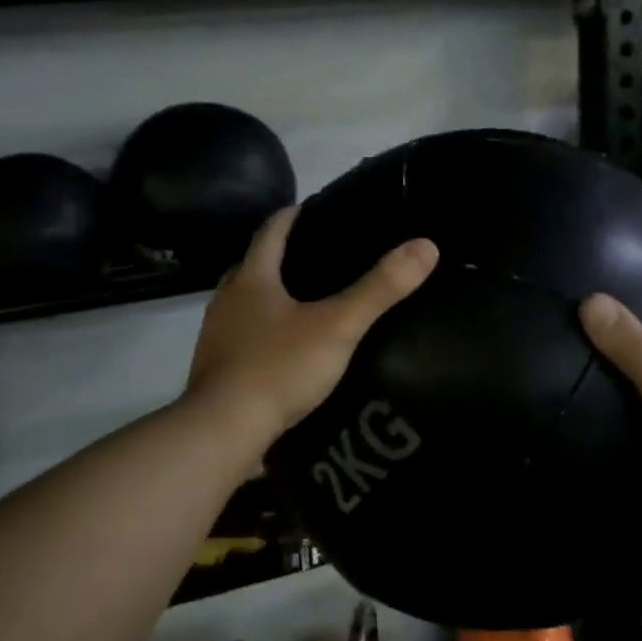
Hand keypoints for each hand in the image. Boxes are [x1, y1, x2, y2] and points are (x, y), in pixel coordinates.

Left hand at [186, 207, 437, 451]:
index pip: (271, 230)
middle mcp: (226, 299)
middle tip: (322, 258)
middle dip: (284, 257)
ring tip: (309, 303)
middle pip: (255, 265)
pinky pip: (243, 336)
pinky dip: (264, 331)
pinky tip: (287, 348)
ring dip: (271, 297)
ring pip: (246, 302)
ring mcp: (216, 335)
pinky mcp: (215, 367)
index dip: (293, 215)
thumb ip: (379, 289)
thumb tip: (425, 246)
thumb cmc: (279, 369)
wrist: (222, 432)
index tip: (315, 208)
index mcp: (251, 279)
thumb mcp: (338, 327)